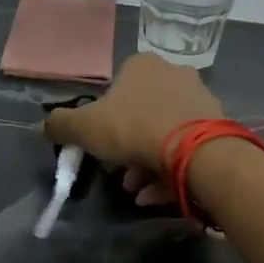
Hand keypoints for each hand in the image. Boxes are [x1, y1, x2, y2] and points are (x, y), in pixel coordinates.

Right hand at [43, 53, 222, 205]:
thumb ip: (61, 125)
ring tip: (136, 191)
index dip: (103, 120)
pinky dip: (168, 172)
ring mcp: (199, 100)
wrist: (195, 151)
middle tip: (118, 173)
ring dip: (146, 164)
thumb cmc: (134, 129)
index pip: (116, 88)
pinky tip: (154, 196)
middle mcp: (174, 74)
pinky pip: (186, 150)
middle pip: (141, 115)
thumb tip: (46, 126)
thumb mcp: (84, 127)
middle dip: (126, 148)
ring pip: (164, 134)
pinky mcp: (217, 127)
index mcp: (142, 66)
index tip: (99, 147)